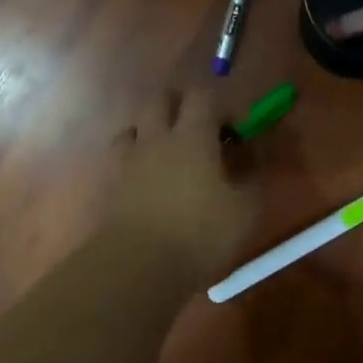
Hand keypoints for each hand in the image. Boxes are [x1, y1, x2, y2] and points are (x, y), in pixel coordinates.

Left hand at [104, 90, 258, 282]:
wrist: (136, 266)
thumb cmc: (199, 234)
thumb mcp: (245, 211)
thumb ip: (253, 176)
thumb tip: (253, 155)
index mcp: (192, 136)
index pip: (203, 96)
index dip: (221, 106)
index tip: (234, 132)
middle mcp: (156, 137)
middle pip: (161, 100)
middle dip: (181, 106)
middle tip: (200, 132)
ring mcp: (127, 159)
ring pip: (135, 126)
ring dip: (152, 132)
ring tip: (168, 157)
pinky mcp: (109, 183)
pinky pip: (120, 157)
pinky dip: (134, 160)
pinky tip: (145, 182)